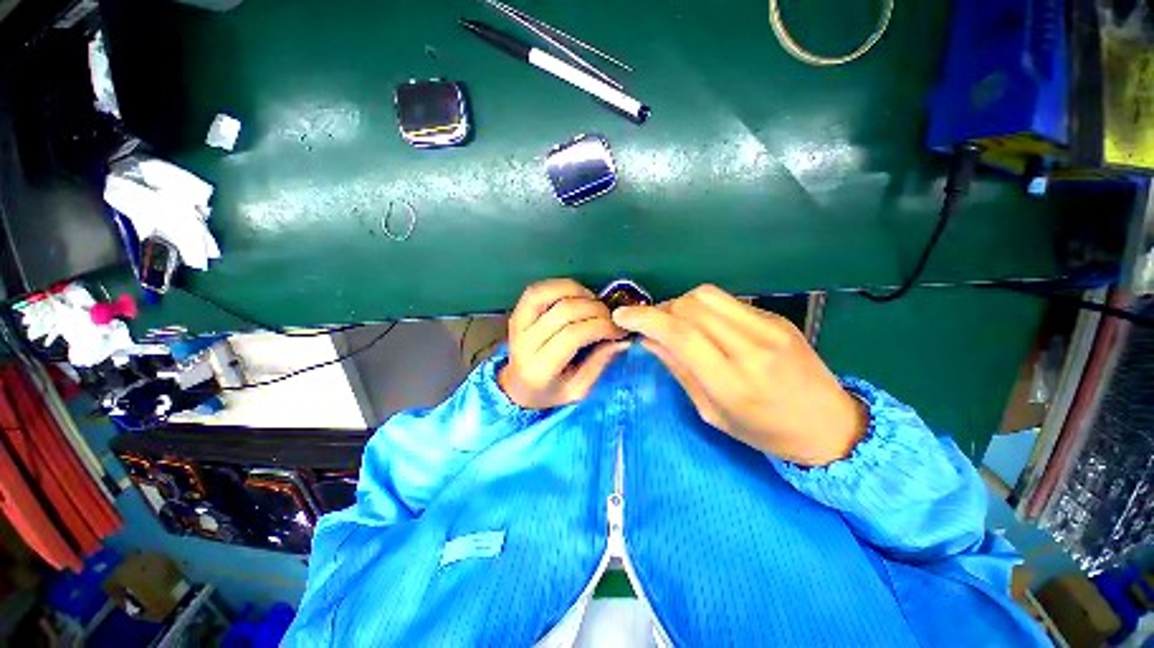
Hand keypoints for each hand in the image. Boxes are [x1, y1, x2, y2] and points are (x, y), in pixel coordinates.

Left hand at [499, 279, 629, 409]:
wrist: (518, 387)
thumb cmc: (551, 391)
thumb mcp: (579, 389)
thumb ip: (599, 363)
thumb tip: (622, 339)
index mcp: (539, 368)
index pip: (572, 336)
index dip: (600, 327)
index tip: (618, 330)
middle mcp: (523, 343)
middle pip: (563, 312)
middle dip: (595, 309)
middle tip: (611, 317)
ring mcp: (516, 324)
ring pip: (546, 293)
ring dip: (577, 292)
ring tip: (594, 303)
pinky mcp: (516, 312)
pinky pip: (537, 289)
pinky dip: (561, 286)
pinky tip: (577, 295)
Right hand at [612, 285, 867, 465]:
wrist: (828, 424)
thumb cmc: (763, 431)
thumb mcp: (712, 412)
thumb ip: (679, 369)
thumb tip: (648, 339)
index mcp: (733, 382)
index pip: (681, 335)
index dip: (646, 319)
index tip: (622, 316)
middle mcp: (752, 347)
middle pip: (691, 307)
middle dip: (660, 311)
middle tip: (650, 325)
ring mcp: (768, 327)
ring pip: (707, 295)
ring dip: (680, 304)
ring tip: (674, 322)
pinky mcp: (776, 317)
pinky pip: (726, 301)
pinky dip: (703, 307)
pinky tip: (703, 324)